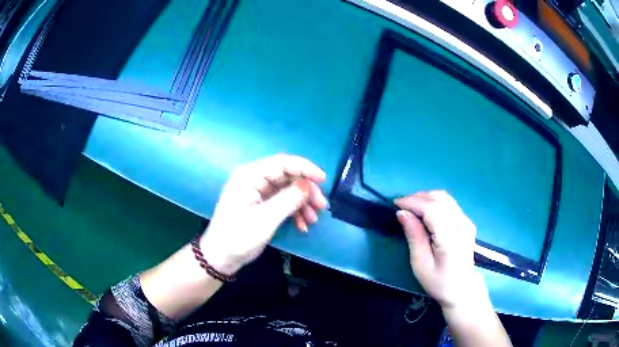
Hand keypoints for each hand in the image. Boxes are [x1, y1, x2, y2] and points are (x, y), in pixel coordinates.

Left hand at [200, 155, 327, 274]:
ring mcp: (259, 193)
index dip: (305, 168)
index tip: (323, 180)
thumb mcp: (264, 219)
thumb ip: (288, 200)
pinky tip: (302, 226)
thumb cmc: (237, 237)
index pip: (282, 163)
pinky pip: (284, 202)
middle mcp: (255, 179)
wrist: (221, 258)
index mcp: (250, 175)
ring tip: (313, 220)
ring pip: (288, 190)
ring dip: (303, 203)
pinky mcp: (262, 205)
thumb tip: (308, 185)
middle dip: (306, 190)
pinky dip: (295, 212)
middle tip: (321, 206)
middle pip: (288, 176)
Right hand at [395, 191, 484, 309]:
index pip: (431, 209)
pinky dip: (435, 202)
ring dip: (426, 198)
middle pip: (439, 199)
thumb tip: (402, 213)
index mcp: (450, 237)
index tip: (395, 204)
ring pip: (445, 198)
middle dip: (418, 197)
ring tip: (412, 207)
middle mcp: (461, 224)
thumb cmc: (439, 282)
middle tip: (402, 207)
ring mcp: (466, 222)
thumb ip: (414, 236)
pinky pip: (449, 204)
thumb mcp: (420, 264)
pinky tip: (425, 212)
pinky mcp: (467, 222)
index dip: (412, 202)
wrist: (462, 289)